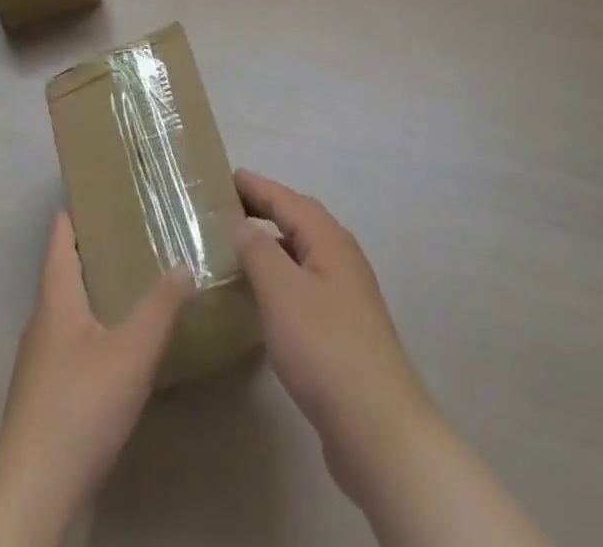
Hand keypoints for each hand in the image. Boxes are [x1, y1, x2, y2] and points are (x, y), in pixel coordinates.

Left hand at [0, 212, 193, 546]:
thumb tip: (186, 262)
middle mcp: (43, 321)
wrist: (31, 499)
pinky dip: (98, 323)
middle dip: (99, 247)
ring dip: (100, 287)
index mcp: (56, 299)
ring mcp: (41, 360)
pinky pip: (74, 338)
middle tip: (140, 227)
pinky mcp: (47, 393)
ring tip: (140, 275)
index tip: (106, 187)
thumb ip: (162, 306)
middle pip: (66, 269)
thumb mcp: (133, 353)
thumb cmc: (79, 409)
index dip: (78, 209)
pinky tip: (125, 338)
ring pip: (72, 307)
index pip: (60, 237)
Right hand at [232, 169, 441, 499]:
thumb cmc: (324, 347)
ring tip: (235, 248)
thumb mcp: (282, 292)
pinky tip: (261, 297)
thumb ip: (258, 252)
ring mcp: (344, 293)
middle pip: (297, 221)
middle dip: (263, 210)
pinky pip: (303, 283)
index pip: (287, 200)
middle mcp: (340, 257)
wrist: (377, 426)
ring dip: (271, 244)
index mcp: (329, 240)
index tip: (225, 176)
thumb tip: (242, 224)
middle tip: (224, 208)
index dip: (256, 187)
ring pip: (301, 254)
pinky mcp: (341, 327)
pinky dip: (279, 276)